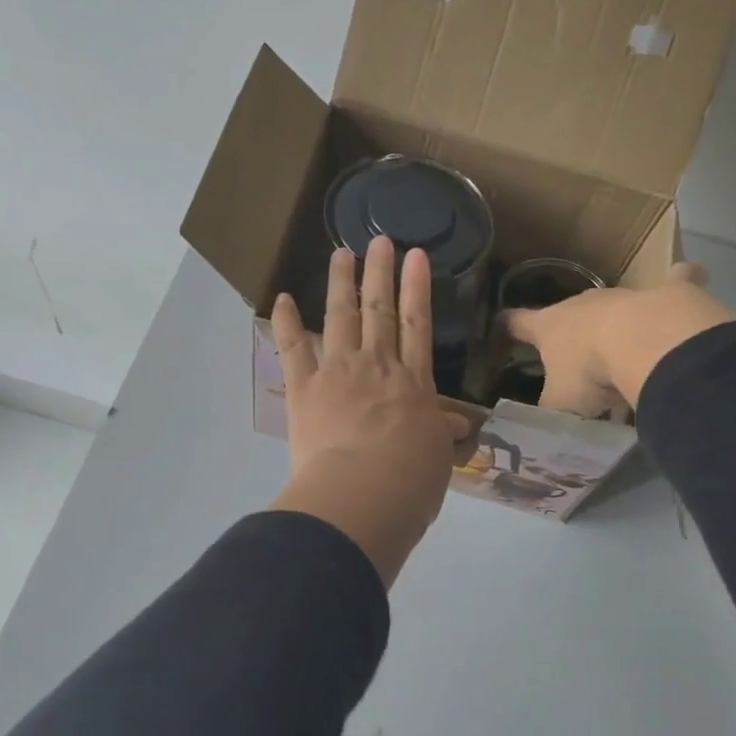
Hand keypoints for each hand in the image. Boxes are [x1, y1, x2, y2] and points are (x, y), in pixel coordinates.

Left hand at [269, 236, 472, 585]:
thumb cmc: (410, 482)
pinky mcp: (304, 388)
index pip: (417, 325)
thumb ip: (439, 433)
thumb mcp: (436, 456)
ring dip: (341, 284)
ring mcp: (338, 372)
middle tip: (379, 241)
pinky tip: (282, 298)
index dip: (417, 289)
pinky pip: (293, 348)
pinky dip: (287, 323)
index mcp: (413, 383)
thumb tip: (454, 423)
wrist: (364, 494)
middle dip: (380, 274)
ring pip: (341, 318)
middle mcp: (377, 367)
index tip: (416, 256)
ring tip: (341, 253)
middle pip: (380, 311)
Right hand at [502, 262, 735, 413]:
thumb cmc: (591, 374)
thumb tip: (534, 427)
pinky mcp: (668, 291)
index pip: (515, 322)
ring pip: (613, 304)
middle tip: (574, 360)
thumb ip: (546, 413)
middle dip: (568, 332)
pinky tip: (684, 283)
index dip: (505, 327)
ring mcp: (624, 295)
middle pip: (567, 313)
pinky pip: (675, 279)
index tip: (498, 328)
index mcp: (549, 326)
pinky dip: (677, 281)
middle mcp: (582, 304)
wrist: (647, 344)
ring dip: (614, 324)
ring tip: (625, 351)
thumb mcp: (559, 406)